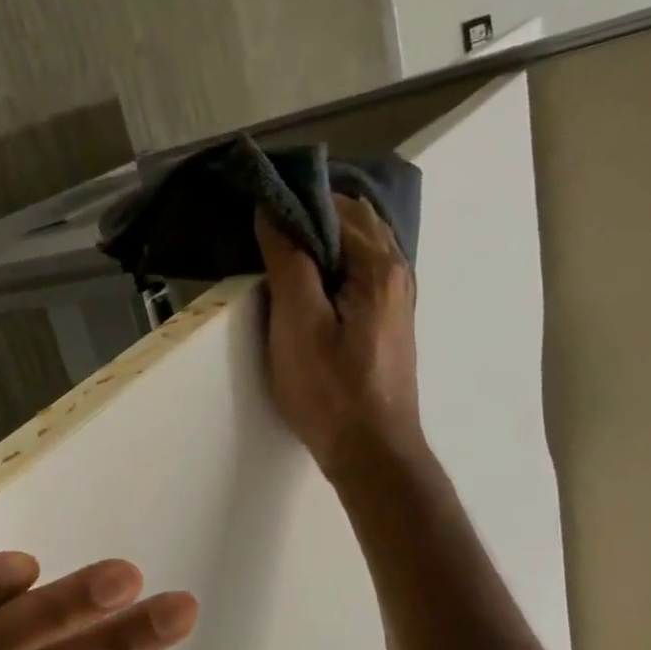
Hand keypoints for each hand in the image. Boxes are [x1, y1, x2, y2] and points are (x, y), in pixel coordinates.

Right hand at [255, 193, 421, 479]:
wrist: (371, 451)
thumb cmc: (331, 390)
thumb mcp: (298, 325)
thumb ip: (289, 262)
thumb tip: (273, 212)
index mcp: (378, 266)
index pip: (336, 206)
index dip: (294, 199)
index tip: (254, 204)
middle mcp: (396, 272)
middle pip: (353, 220)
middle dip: (309, 213)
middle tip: (261, 224)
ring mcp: (395, 298)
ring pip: (358, 246)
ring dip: (321, 238)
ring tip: (276, 247)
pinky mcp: (386, 321)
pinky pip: (359, 271)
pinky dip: (332, 262)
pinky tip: (305, 280)